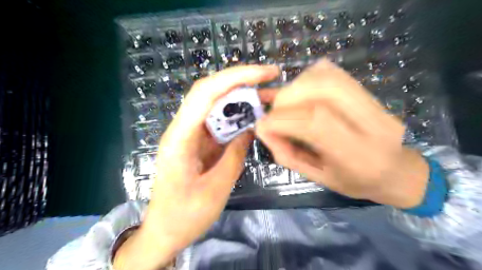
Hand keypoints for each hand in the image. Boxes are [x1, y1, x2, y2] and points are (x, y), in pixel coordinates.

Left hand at [113, 66, 279, 269]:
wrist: (165, 232)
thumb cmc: (185, 216)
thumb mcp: (215, 189)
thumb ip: (234, 155)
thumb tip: (251, 129)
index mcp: (180, 137)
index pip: (206, 93)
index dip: (236, 77)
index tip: (265, 73)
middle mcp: (183, 129)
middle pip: (210, 92)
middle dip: (241, 81)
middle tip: (271, 79)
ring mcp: (191, 135)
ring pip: (216, 106)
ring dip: (242, 99)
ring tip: (269, 98)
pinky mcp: (198, 143)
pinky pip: (219, 123)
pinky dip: (238, 117)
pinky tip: (255, 118)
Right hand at [255, 59, 428, 207]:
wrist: (396, 171)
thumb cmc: (354, 181)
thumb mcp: (316, 178)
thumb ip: (286, 153)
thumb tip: (262, 128)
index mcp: (359, 156)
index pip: (315, 122)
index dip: (281, 119)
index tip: (263, 125)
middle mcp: (372, 124)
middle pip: (323, 90)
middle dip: (288, 97)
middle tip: (274, 111)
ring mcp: (375, 103)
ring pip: (328, 76)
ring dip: (297, 86)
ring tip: (287, 104)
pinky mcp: (370, 91)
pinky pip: (333, 72)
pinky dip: (309, 78)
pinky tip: (303, 94)